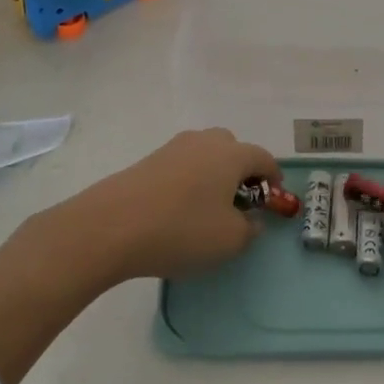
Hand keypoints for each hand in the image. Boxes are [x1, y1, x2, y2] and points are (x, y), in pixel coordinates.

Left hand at [33, 128, 282, 285]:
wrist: (110, 226)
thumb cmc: (182, 230)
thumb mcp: (229, 240)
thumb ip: (249, 229)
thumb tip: (251, 220)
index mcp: (231, 154)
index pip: (263, 158)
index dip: (273, 177)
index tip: (274, 197)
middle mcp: (204, 142)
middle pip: (232, 148)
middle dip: (241, 170)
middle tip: (241, 200)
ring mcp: (172, 148)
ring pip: (204, 154)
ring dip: (213, 174)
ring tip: (208, 206)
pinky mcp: (147, 161)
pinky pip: (180, 165)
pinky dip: (188, 180)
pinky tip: (179, 208)